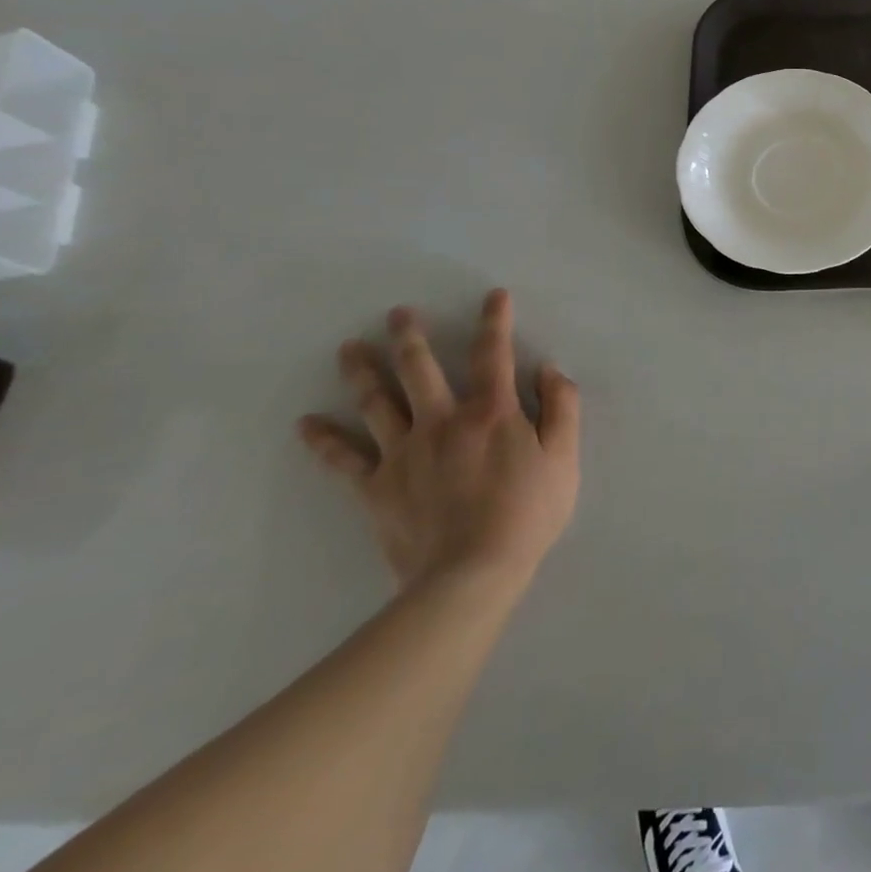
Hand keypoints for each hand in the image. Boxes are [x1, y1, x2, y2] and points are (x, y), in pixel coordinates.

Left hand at [299, 289, 580, 589]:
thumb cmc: (527, 513)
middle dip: (411, 338)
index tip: (493, 296)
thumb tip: (549, 370)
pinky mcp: (377, 488)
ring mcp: (404, 454)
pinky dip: (324, 441)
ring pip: (378, 404)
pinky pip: (344, 460)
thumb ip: (562, 407)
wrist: (471, 575)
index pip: (493, 355)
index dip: (494, 322)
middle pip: (420, 370)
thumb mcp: (565, 457)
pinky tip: (306, 424)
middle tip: (397, 313)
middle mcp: (442, 422)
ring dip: (362, 373)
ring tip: (348, 347)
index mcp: (491, 413)